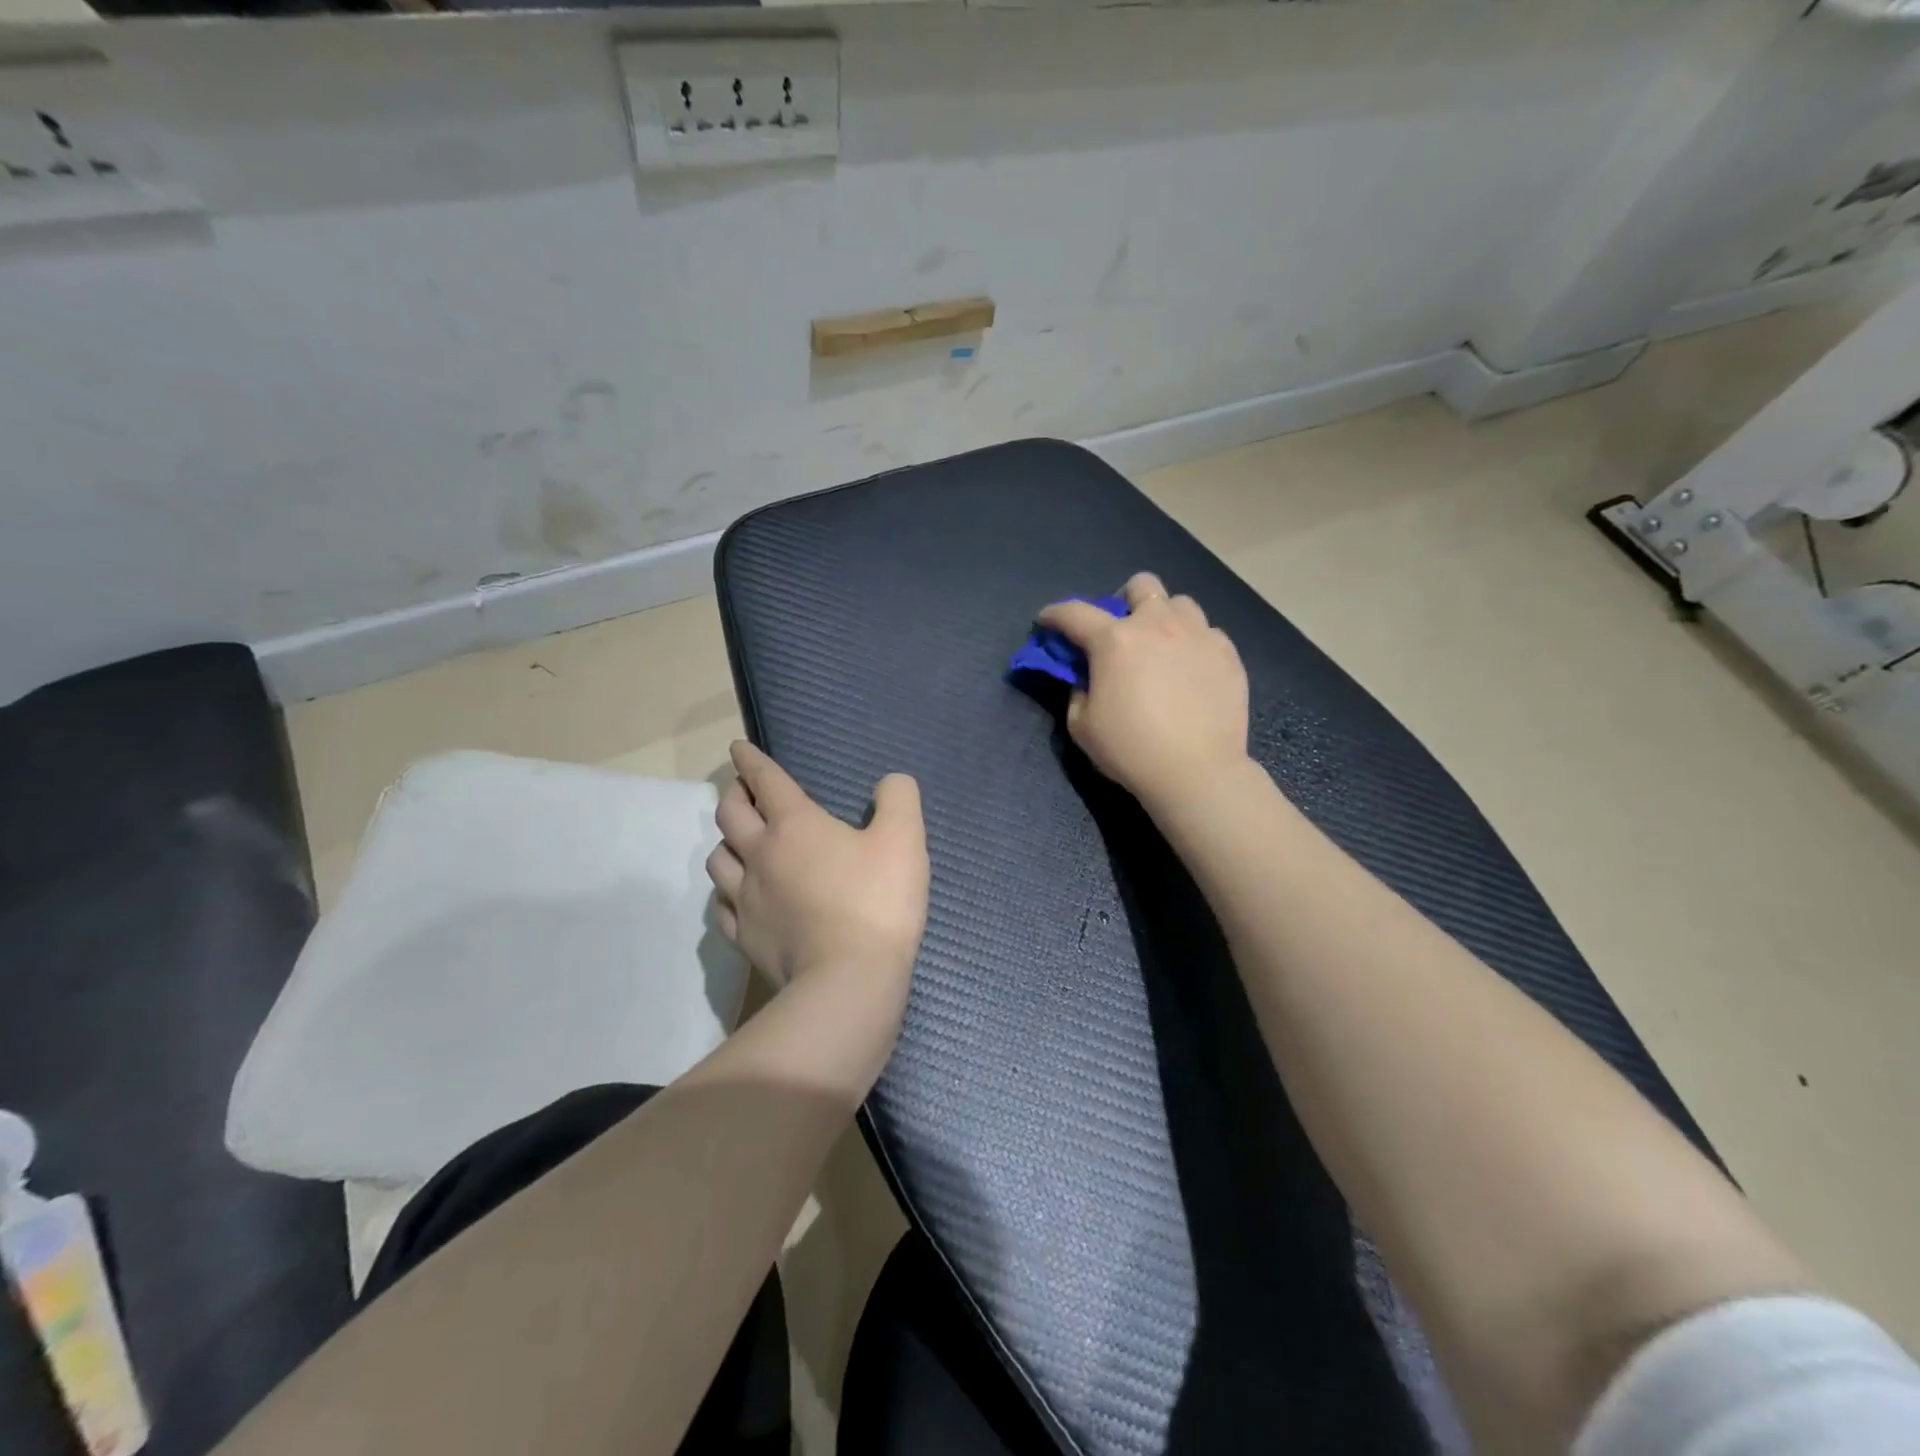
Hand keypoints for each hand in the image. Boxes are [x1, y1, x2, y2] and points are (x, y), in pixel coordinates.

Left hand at [706, 741, 929, 996]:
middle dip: (734, 795)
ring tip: (740, 843)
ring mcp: (746, 899)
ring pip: (717, 860)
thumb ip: (899, 799)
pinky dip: (726, 893)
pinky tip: (737, 896)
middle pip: (729, 815)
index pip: (766, 781)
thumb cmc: (877, 901)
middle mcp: (760, 855)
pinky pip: (721, 907)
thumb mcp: (905, 839)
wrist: (849, 980)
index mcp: (795, 825)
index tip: (738, 748)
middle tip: (743, 792)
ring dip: (726, 842)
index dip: (751, 761)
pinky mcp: (744, 938)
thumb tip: (890, 782)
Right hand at [1038, 572, 1250, 810]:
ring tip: (1162, 647)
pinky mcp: (1227, 653)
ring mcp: (1198, 635)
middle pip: (1141, 585)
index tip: (1047, 621)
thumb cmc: (1131, 750)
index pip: (1074, 613)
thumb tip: (1087, 677)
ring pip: (1179, 604)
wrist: (1196, 771)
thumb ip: (1078, 691)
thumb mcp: (1082, 725)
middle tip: (1122, 631)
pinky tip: (1190, 670)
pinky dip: (1193, 644)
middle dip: (1125, 600)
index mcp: (1114, 640)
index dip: (1054, 614)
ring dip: (1164, 618)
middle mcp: (1157, 625)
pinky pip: (1207, 633)